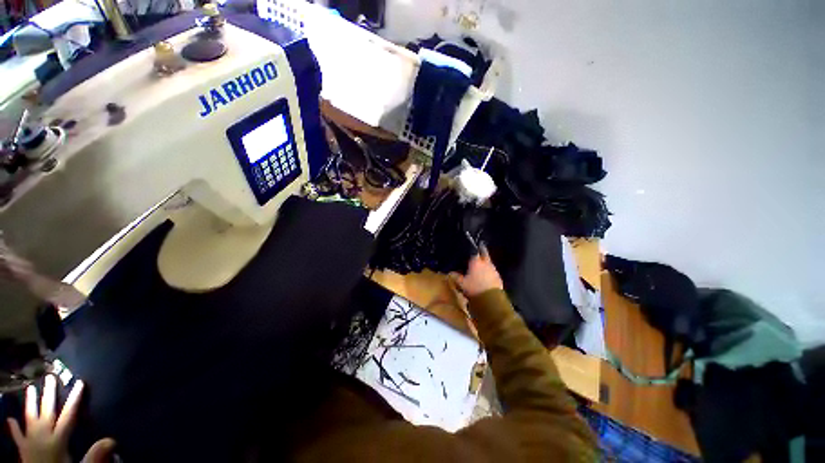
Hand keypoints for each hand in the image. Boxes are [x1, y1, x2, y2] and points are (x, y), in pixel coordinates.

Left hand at [7, 375, 114, 462]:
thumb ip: (94, 456)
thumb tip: (111, 440)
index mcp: (57, 440)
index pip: (68, 416)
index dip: (74, 399)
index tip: (79, 382)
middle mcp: (42, 437)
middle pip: (46, 412)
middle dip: (48, 395)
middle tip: (50, 377)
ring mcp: (30, 442)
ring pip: (30, 419)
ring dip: (30, 403)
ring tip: (30, 389)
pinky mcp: (23, 450)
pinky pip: (17, 437)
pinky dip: (14, 428)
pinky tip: (10, 420)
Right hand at [450, 246, 503, 297]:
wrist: (491, 300)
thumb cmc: (474, 288)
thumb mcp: (462, 284)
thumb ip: (456, 277)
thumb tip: (450, 273)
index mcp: (476, 262)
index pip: (475, 250)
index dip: (473, 247)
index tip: (471, 245)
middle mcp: (486, 263)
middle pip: (484, 253)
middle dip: (482, 250)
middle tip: (478, 249)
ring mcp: (494, 270)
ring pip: (488, 262)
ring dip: (485, 262)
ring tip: (480, 264)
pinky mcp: (498, 277)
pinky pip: (492, 271)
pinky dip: (488, 271)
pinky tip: (485, 275)